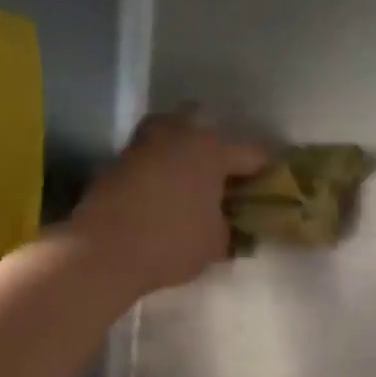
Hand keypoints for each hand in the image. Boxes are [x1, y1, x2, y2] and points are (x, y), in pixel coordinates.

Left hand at [68, 112, 269, 296]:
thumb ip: (229, 229)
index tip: (273, 179)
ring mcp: (145, 142)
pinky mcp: (119, 157)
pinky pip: (150, 152)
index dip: (267, 167)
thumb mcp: (213, 244)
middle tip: (224, 176)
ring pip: (173, 131)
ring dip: (185, 148)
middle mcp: (179, 134)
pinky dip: (160, 164)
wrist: (103, 250)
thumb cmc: (170, 244)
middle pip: (207, 126)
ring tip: (191, 180)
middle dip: (219, 146)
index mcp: (212, 151)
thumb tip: (229, 225)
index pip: (252, 152)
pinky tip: (163, 190)